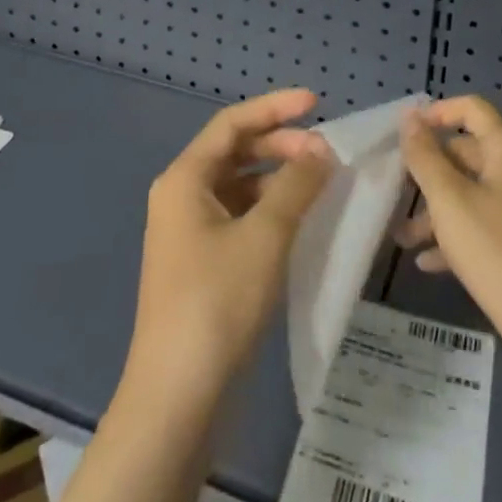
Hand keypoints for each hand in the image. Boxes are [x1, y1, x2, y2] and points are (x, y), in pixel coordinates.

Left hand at [124, 89, 332, 411]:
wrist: (176, 398)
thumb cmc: (217, 302)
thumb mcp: (265, 236)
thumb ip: (297, 185)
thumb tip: (322, 149)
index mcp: (184, 179)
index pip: (232, 123)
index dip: (275, 108)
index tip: (317, 103)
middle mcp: (181, 196)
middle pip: (235, 152)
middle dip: (281, 145)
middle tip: (325, 153)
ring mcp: (188, 232)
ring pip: (240, 186)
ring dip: (278, 178)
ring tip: (320, 184)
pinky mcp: (201, 263)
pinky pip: (239, 216)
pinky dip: (270, 210)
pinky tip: (300, 221)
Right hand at [398, 95, 501, 360]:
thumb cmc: (499, 254)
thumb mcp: (450, 201)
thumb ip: (425, 156)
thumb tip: (410, 116)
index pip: (473, 109)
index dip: (438, 113)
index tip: (405, 133)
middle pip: (470, 154)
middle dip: (430, 173)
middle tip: (396, 194)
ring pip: (475, 196)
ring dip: (438, 211)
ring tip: (403, 239)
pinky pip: (488, 228)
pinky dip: (458, 238)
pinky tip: (430, 264)